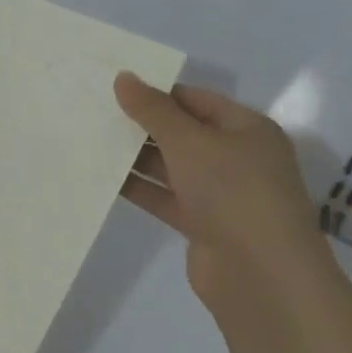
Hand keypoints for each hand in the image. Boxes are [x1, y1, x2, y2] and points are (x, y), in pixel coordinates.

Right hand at [114, 73, 330, 304]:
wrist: (260, 275)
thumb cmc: (232, 191)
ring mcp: (221, 194)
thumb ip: (153, 110)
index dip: (157, 92)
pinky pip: (165, 197)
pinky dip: (139, 188)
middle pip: (183, 132)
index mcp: (247, 129)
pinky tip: (104, 178)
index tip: (113, 88)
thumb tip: (123, 77)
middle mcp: (237, 157)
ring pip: (171, 166)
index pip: (196, 99)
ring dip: (137, 157)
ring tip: (91, 141)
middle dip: (143, 124)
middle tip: (95, 112)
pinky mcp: (203, 225)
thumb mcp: (189, 141)